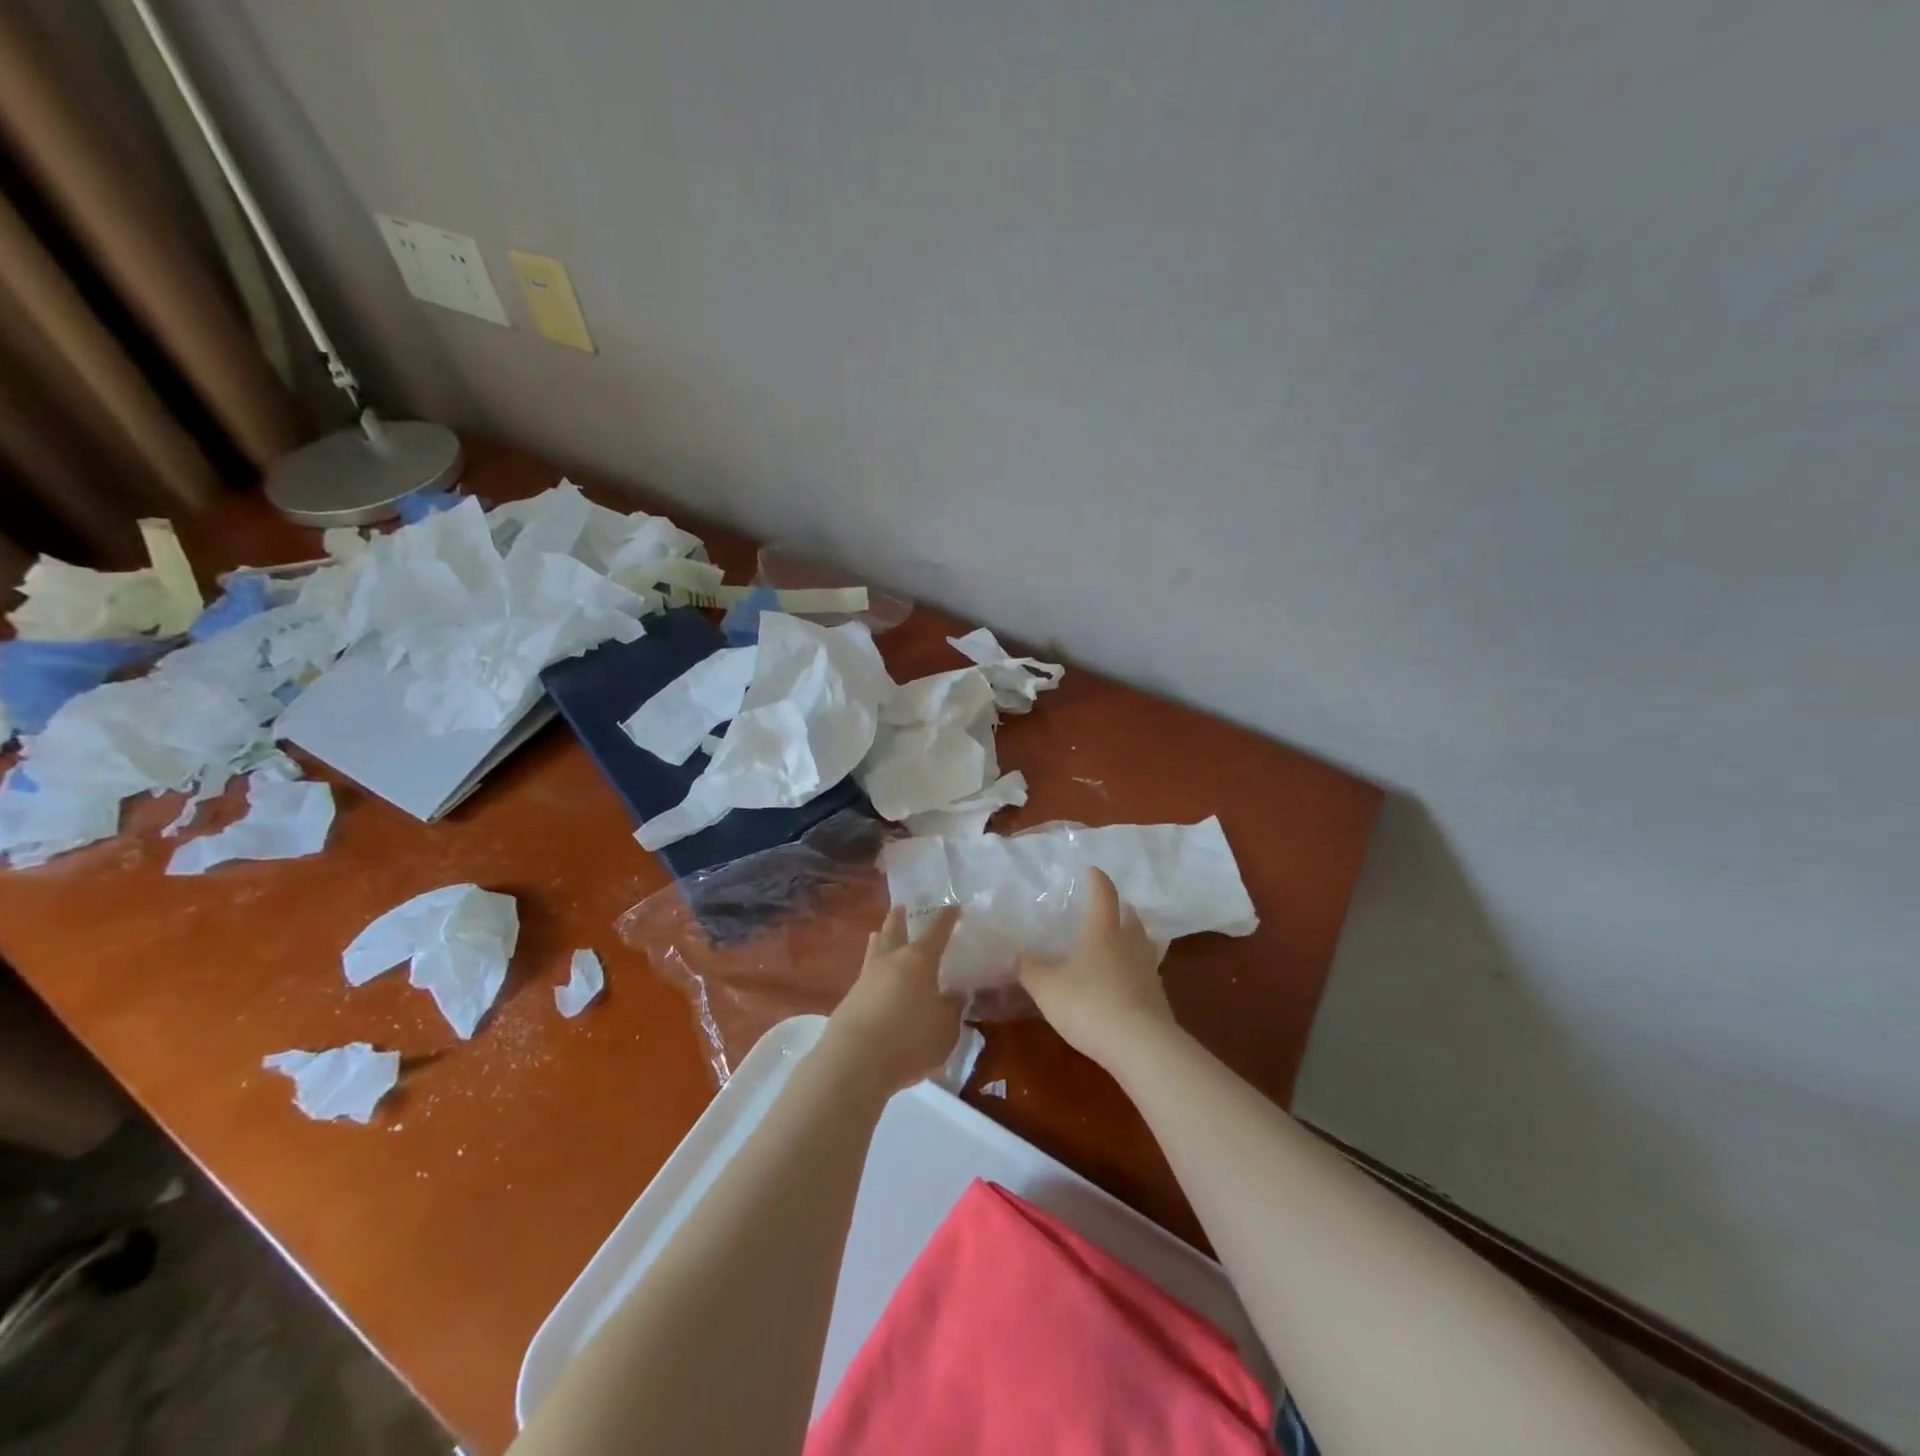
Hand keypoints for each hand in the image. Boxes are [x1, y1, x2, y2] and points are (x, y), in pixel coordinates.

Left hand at [824, 905, 962, 1091]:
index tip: (953, 908)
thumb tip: (956, 993)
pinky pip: (864, 977)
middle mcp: (891, 961)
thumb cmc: (911, 1038)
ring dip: (878, 939)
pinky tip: (874, 982)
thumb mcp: (945, 1029)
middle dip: (899, 919)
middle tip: (900, 907)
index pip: (937, 932)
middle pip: (894, 931)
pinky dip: (871, 974)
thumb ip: (952, 1009)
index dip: (946, 919)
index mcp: (920, 960)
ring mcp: (866, 978)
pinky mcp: (849, 1000)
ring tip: (877, 934)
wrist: (856, 1059)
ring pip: (874, 950)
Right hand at [1018, 868, 1174, 1070]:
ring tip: (1124, 940)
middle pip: (1131, 917)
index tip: (1093, 871)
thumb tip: (1016, 954)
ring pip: (1145, 943)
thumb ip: (1029, 969)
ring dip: (1135, 937)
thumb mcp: (1047, 988)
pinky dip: (1138, 970)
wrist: (1140, 1045)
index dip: (1098, 881)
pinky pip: (1147, 973)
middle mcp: (1130, 944)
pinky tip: (1127, 982)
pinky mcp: (1158, 998)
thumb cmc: (1088, 1004)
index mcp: (1103, 932)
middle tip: (1112, 907)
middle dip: (1122, 909)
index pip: (1104, 895)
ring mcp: (1149, 970)